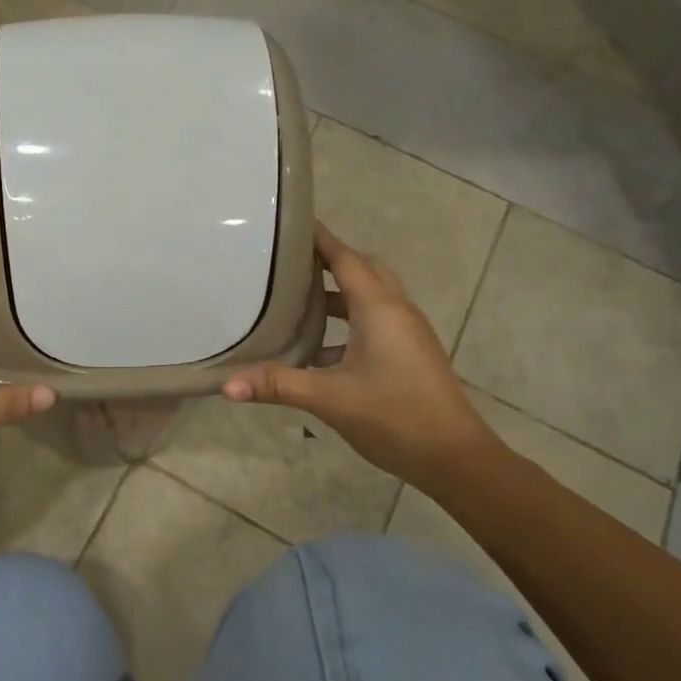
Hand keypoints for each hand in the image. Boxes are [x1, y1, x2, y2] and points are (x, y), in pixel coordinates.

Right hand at [222, 223, 502, 488]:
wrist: (455, 458)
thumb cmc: (394, 416)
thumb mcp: (329, 398)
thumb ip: (277, 385)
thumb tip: (225, 385)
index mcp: (379, 308)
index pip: (346, 258)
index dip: (319, 239)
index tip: (289, 223)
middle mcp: (396, 310)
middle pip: (362, 269)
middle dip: (329, 261)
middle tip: (289, 261)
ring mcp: (407, 332)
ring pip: (370, 296)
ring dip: (338, 294)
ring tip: (296, 300)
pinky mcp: (410, 353)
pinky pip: (376, 320)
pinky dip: (348, 321)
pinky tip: (318, 350)